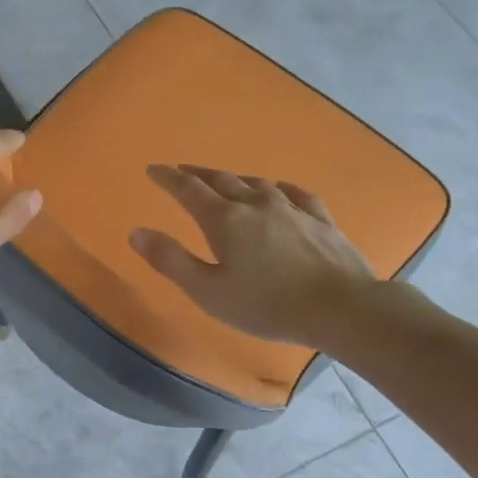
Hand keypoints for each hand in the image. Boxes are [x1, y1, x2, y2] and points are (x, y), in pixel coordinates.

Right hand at [129, 166, 380, 349]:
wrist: (342, 308)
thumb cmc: (267, 305)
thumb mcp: (208, 291)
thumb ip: (171, 260)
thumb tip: (136, 232)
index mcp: (224, 219)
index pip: (187, 189)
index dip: (168, 178)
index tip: (153, 169)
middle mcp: (255, 203)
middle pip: (221, 179)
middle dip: (197, 174)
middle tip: (182, 171)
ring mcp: (291, 208)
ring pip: (256, 183)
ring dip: (234, 179)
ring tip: (224, 180)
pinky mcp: (320, 218)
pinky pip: (293, 193)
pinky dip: (277, 188)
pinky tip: (278, 191)